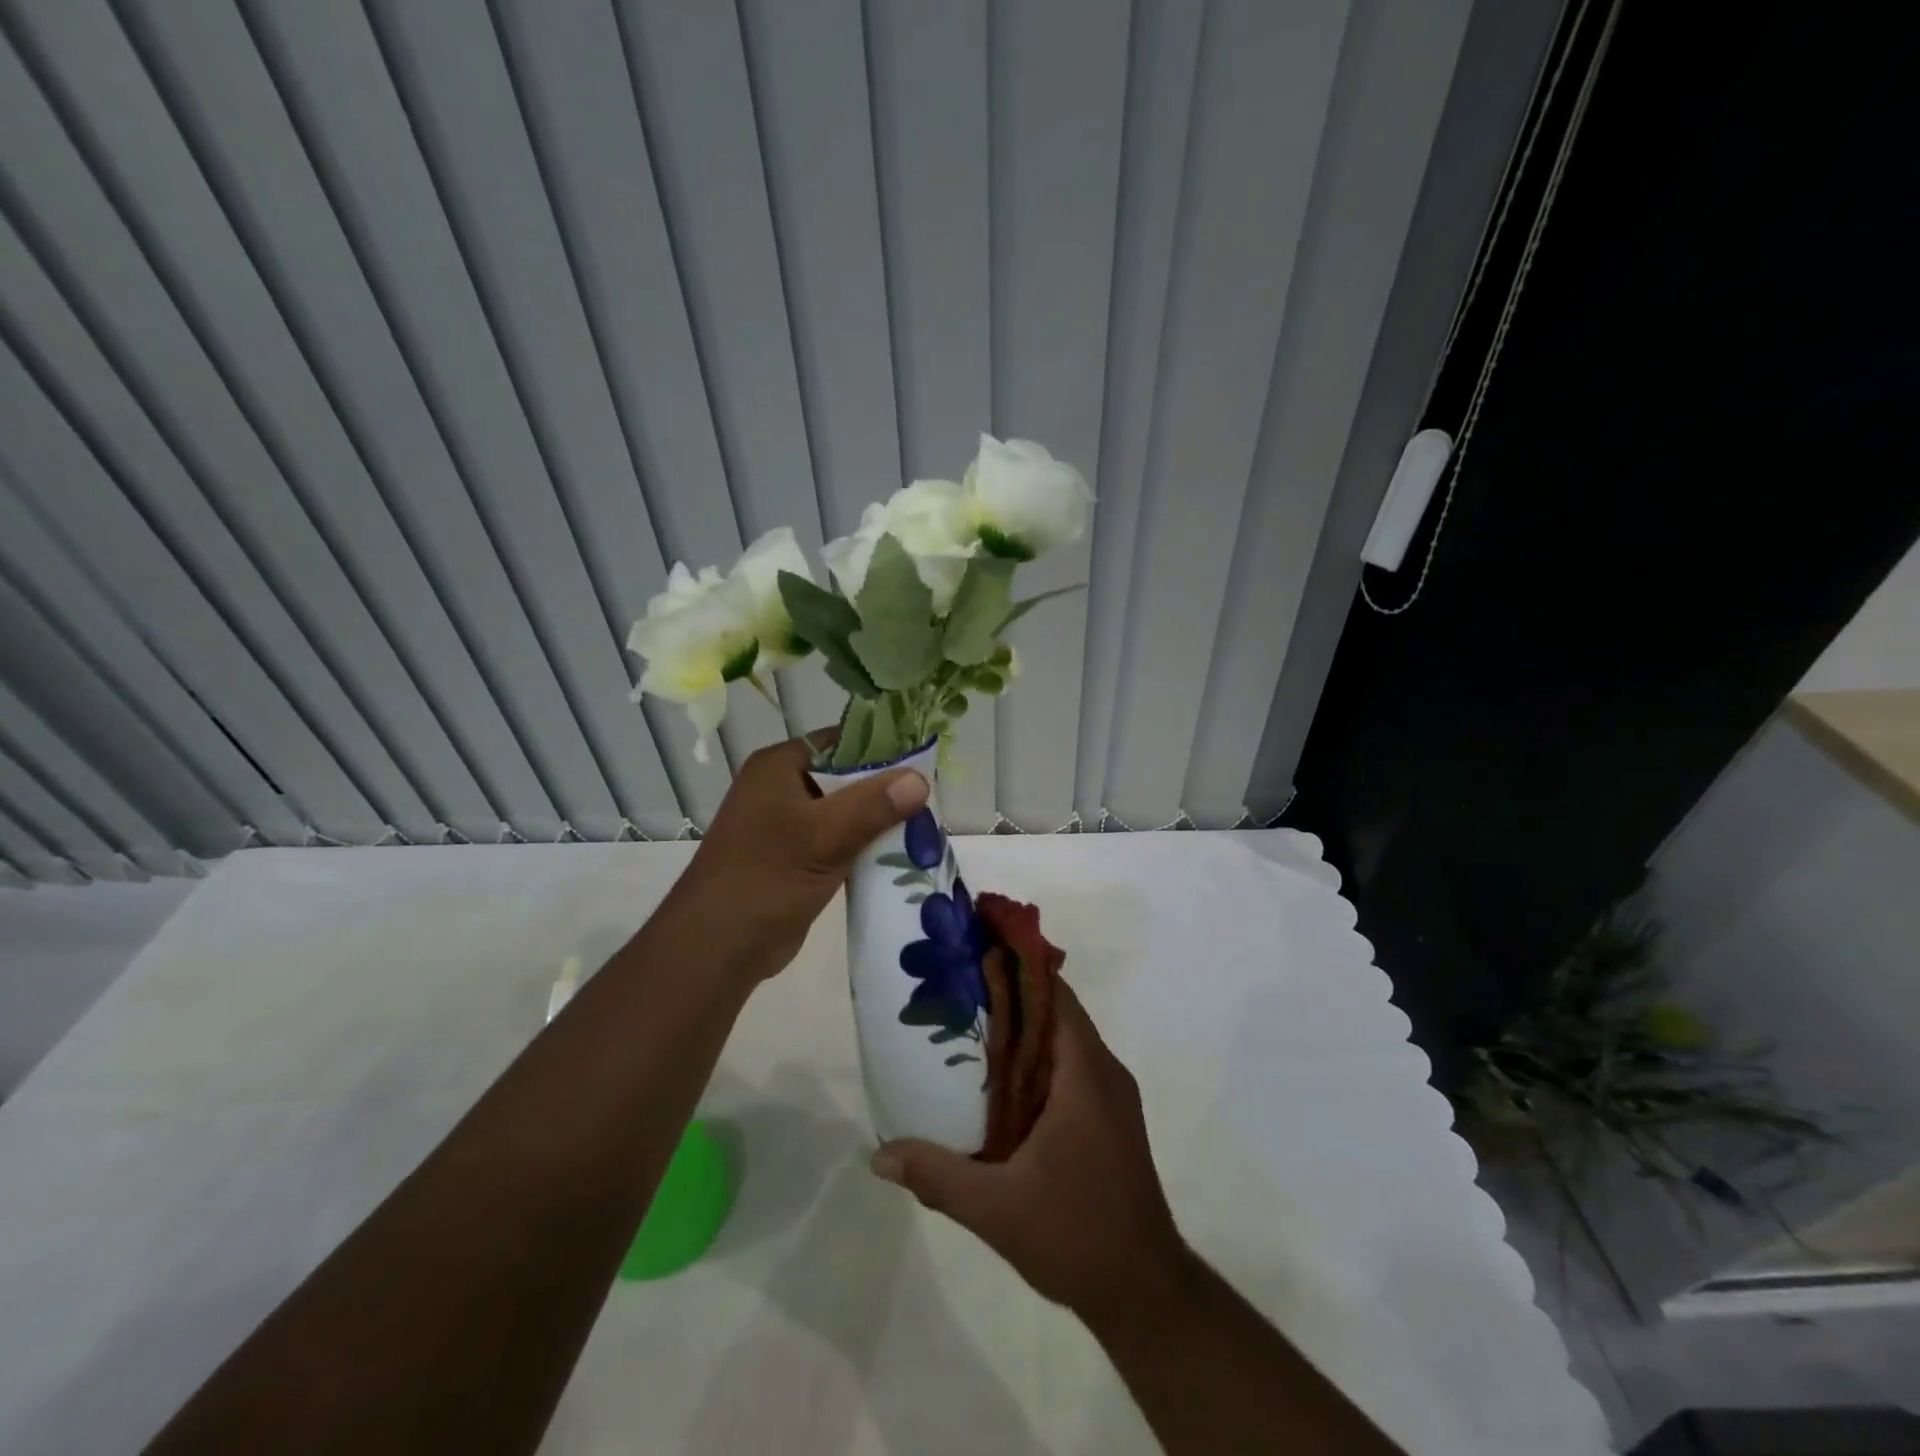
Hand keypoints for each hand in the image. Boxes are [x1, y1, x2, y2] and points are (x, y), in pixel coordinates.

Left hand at [666, 734, 928, 979]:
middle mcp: (782, 787)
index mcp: (779, 766)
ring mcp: (788, 825)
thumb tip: (921, 778)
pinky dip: (866, 846)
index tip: (924, 761)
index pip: (840, 741)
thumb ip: (873, 805)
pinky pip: (840, 840)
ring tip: (925, 825)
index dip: (882, 747)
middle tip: (931, 798)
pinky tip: (901, 854)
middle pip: (846, 777)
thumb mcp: (824, 836)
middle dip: (886, 789)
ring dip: (879, 821)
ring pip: (846, 812)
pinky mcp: (797, 857)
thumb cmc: (766, 878)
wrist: (717, 948)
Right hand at [870, 980, 1188, 1321]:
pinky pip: (1071, 1068)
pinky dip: (1037, 1059)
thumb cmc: (1076, 1236)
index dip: (1020, 966)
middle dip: (1012, 993)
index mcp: (1085, 1075)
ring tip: (969, 1025)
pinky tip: (999, 1081)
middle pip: (1057, 1011)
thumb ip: (938, 1176)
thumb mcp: (996, 1209)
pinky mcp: (1109, 1119)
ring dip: (1024, 1028)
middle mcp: (1104, 1072)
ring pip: (1064, 1041)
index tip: (978, 950)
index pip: (1056, 995)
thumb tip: (879, 1154)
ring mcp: (1111, 1097)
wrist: (1145, 1291)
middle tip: (957, 986)